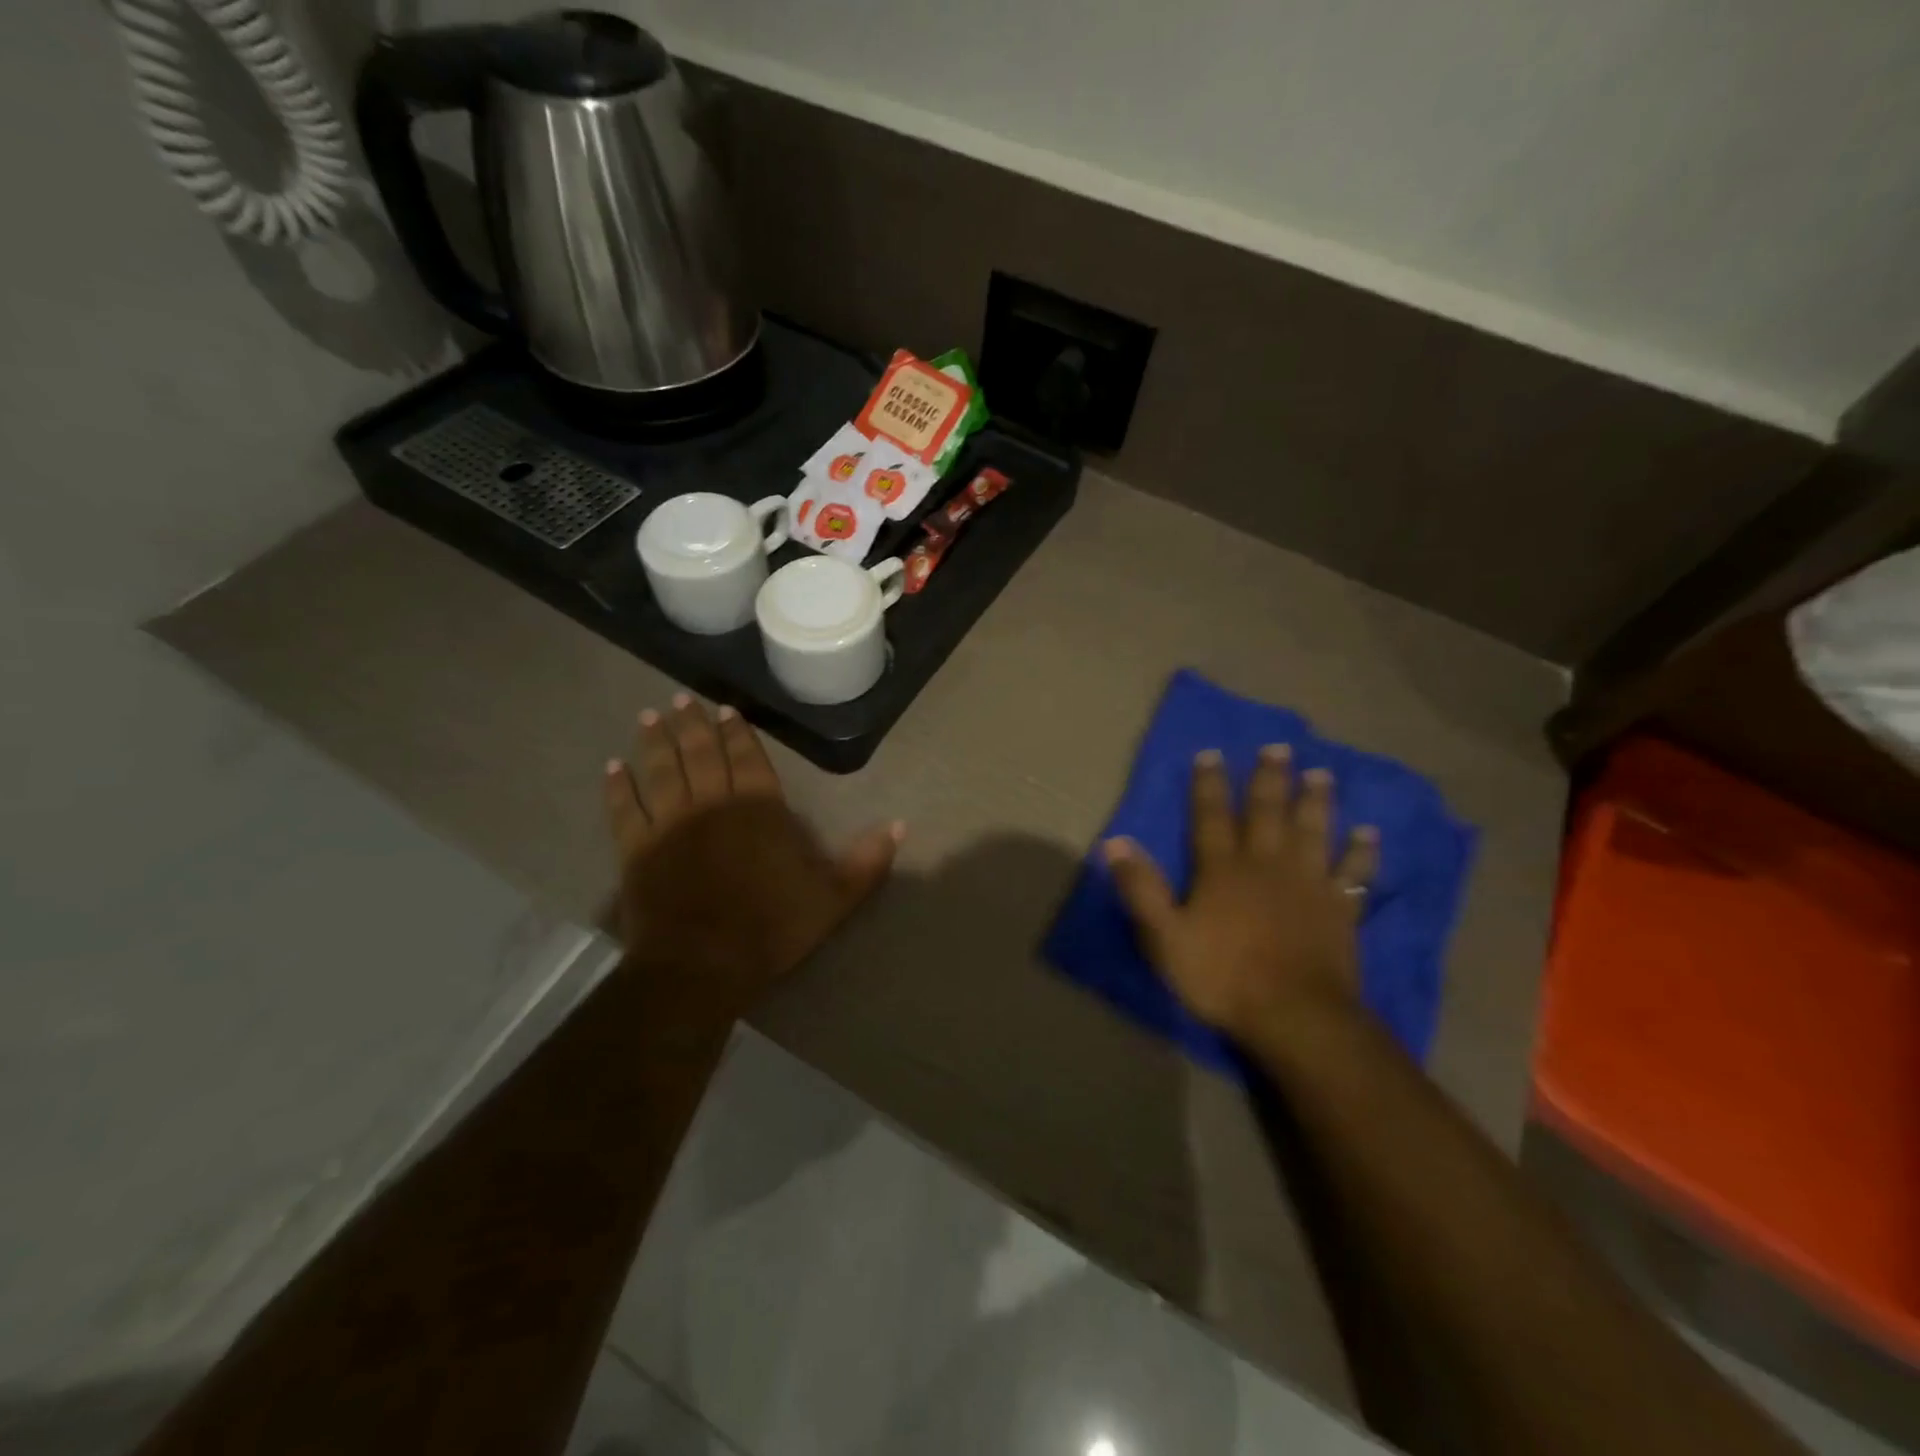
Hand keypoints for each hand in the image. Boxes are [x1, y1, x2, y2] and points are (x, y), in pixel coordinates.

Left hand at [603, 695, 902, 1016]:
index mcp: (758, 808)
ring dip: (654, 741)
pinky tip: (613, 768)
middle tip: (680, 699)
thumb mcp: (834, 898)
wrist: (702, 965)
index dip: (736, 731)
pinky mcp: (636, 849)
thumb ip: (867, 861)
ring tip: (648, 716)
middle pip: (699, 753)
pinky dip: (617, 788)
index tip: (724, 709)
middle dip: (691, 724)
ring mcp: (669, 824)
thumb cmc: (772, 928)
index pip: (747, 757)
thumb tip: (901, 825)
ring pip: (660, 770)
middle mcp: (712, 803)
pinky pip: (624, 810)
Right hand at [1103, 746, 1377, 1045]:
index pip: (1211, 817)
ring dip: (1316, 802)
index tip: (1211, 753)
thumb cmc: (1222, 977)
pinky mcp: (1339, 909)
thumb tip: (1115, 842)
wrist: (1294, 1016)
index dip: (1208, 785)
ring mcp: (1308, 885)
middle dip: (1270, 779)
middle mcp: (1266, 865)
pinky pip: (1353, 873)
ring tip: (1322, 774)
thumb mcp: (1164, 937)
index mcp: (1223, 870)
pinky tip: (1369, 833)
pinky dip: (1361, 852)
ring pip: (1313, 832)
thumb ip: (1141, 888)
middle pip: (1268, 813)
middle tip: (1279, 748)